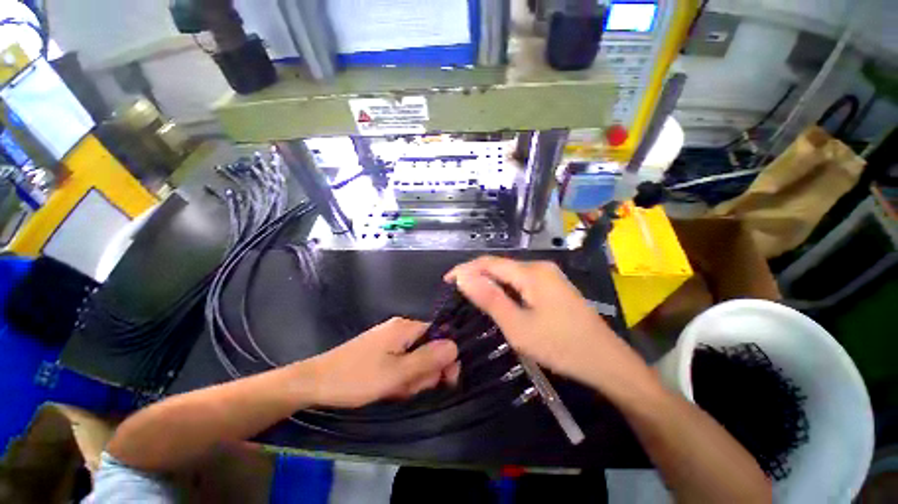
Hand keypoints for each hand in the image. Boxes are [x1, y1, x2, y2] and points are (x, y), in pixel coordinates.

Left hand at [302, 317, 459, 408]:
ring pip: (415, 357)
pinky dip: (400, 375)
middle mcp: (400, 327)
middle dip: (424, 371)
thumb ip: (428, 359)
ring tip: (395, 389)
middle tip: (409, 388)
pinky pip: (401, 360)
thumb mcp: (397, 373)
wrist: (315, 382)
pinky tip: (389, 387)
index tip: (444, 382)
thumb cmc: (357, 378)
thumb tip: (455, 346)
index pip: (440, 335)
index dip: (445, 358)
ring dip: (411, 376)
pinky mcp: (381, 348)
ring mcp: (389, 338)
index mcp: (406, 327)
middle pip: (428, 347)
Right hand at [446, 256, 655, 398]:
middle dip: (477, 275)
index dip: (465, 269)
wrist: (607, 362)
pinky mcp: (554, 287)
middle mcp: (540, 267)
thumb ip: (489, 298)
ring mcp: (550, 276)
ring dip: (490, 282)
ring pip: (511, 274)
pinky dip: (505, 288)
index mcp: (532, 272)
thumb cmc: (560, 346)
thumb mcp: (517, 326)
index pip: (489, 263)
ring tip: (473, 295)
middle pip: (500, 266)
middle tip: (457, 291)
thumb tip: (463, 277)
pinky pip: (522, 282)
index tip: (447, 281)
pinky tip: (499, 299)